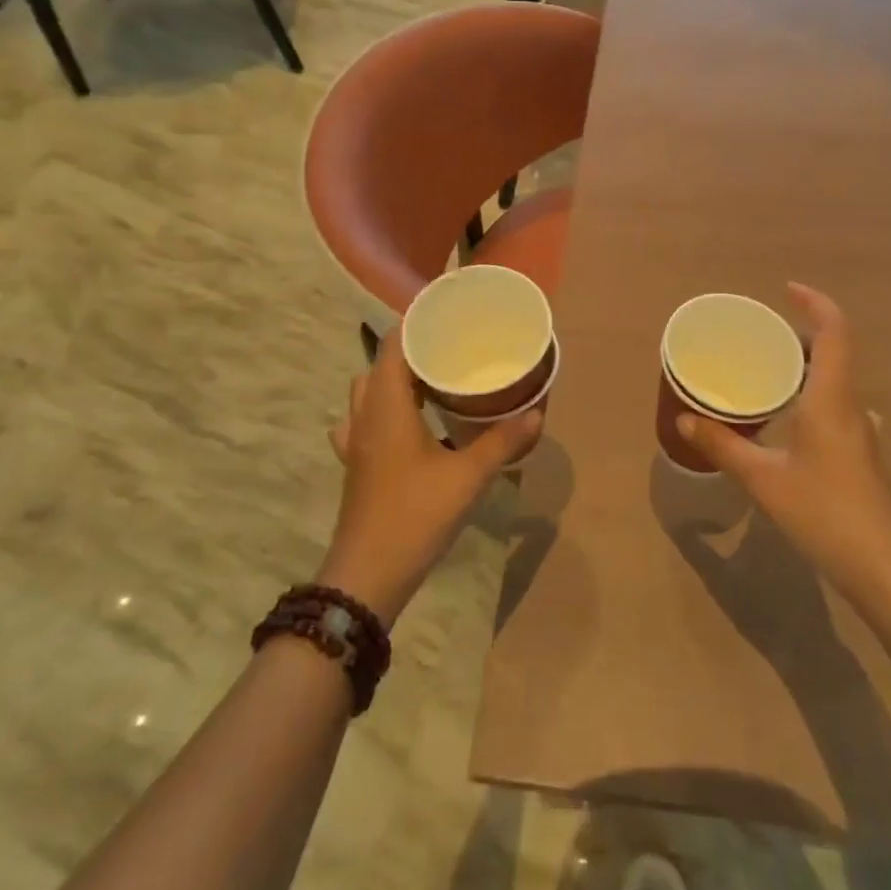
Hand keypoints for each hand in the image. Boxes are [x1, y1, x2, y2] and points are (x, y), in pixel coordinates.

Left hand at [318, 328, 542, 624]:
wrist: (368, 574)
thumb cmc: (416, 515)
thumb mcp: (468, 477)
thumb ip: (502, 442)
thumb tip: (535, 413)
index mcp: (387, 407)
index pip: (391, 346)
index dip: (413, 324)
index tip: (444, 315)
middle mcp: (365, 416)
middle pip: (378, 366)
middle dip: (408, 351)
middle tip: (446, 349)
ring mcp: (354, 442)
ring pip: (366, 394)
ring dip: (392, 381)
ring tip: (428, 381)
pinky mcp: (355, 465)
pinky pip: (361, 423)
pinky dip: (379, 412)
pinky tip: (402, 425)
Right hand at [677, 284, 890, 607]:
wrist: (885, 569)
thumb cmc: (825, 514)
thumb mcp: (764, 479)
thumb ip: (723, 446)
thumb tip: (683, 419)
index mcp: (832, 399)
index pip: (834, 331)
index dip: (814, 303)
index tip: (786, 290)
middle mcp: (852, 406)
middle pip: (835, 352)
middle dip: (802, 334)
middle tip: (762, 335)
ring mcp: (862, 431)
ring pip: (836, 381)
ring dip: (807, 365)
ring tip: (768, 371)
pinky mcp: (862, 454)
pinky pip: (835, 405)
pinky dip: (811, 394)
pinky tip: (787, 420)